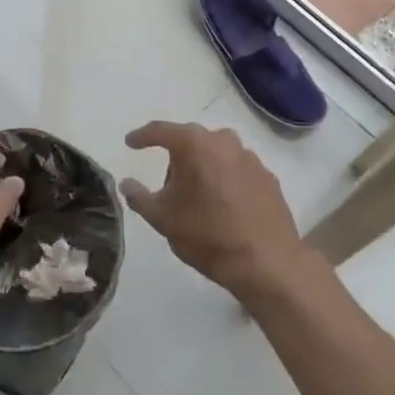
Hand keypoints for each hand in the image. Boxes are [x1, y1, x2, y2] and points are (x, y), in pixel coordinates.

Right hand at [122, 122, 308, 300]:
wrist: (267, 264)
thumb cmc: (208, 236)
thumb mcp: (162, 219)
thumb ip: (139, 197)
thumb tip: (126, 183)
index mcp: (194, 144)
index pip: (160, 130)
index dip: (141, 136)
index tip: (130, 143)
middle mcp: (223, 141)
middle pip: (191, 140)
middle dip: (176, 157)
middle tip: (168, 184)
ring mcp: (250, 157)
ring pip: (216, 153)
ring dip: (204, 167)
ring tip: (198, 197)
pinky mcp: (268, 176)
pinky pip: (237, 169)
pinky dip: (226, 179)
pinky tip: (224, 205)